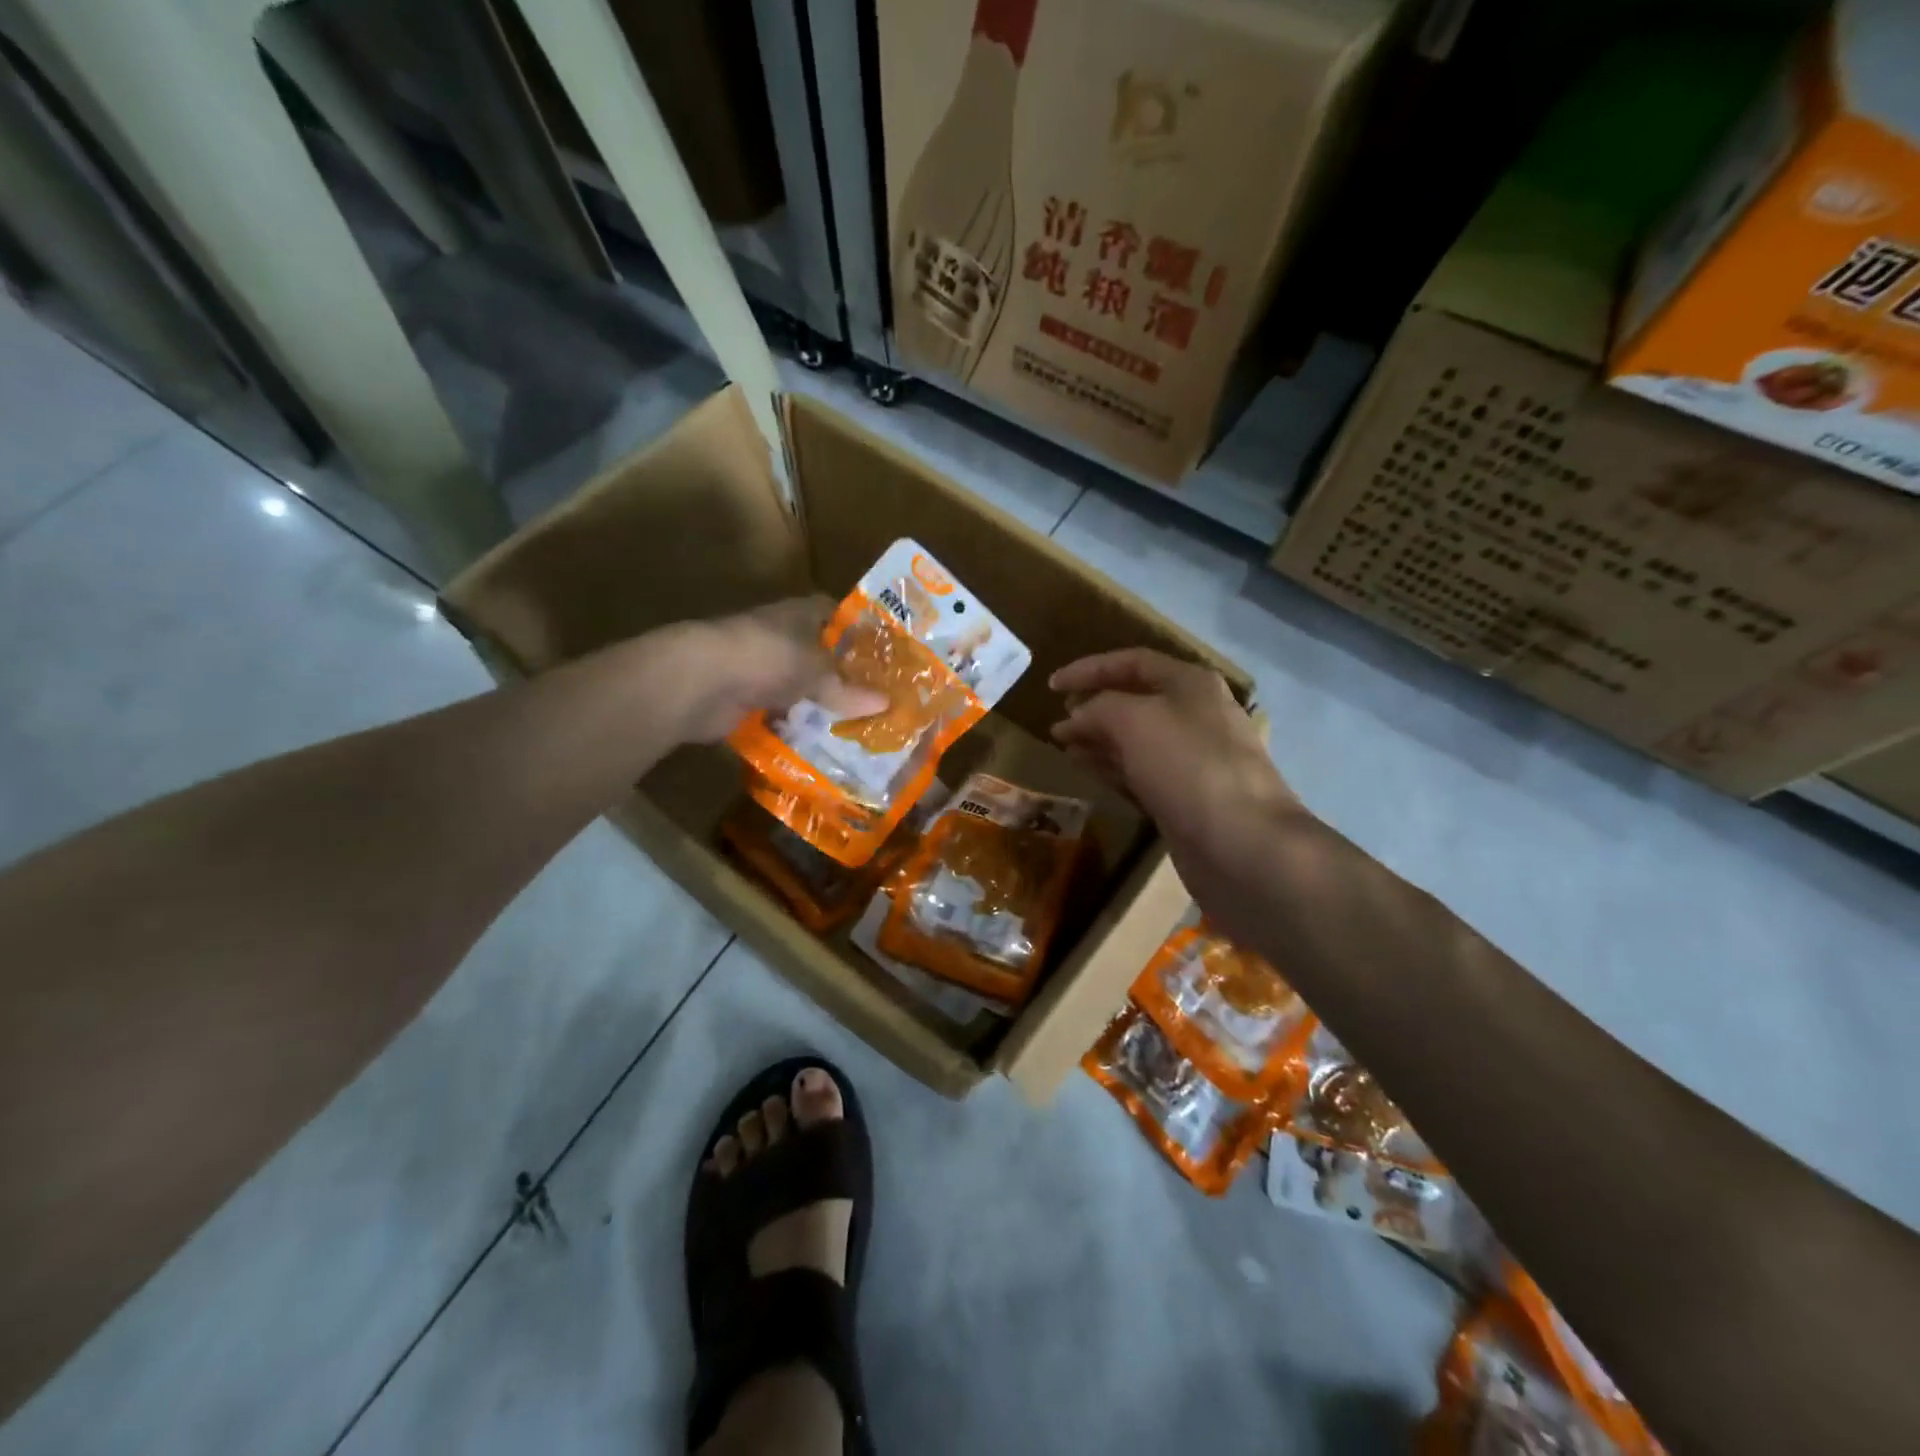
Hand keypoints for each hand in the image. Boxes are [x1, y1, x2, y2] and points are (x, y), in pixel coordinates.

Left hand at [667, 597, 887, 743]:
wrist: (699, 682)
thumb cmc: (765, 658)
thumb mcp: (815, 671)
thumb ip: (848, 688)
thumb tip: (886, 703)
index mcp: (798, 614)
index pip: (835, 614)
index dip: (859, 632)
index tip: (885, 656)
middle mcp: (780, 636)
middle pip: (818, 654)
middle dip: (843, 675)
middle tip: (879, 698)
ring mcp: (760, 668)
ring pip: (799, 685)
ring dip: (819, 703)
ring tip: (858, 725)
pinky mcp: (745, 698)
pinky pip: (780, 713)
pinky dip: (795, 726)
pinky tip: (822, 742)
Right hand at [1050, 648, 1305, 890]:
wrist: (1242, 844)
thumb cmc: (1189, 766)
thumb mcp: (1135, 720)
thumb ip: (1098, 708)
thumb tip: (1076, 718)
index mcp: (1190, 684)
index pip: (1132, 662)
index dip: (1089, 669)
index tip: (1051, 685)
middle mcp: (1193, 715)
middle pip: (1133, 700)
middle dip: (1092, 705)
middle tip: (1057, 718)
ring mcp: (1190, 759)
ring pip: (1133, 738)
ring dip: (1096, 737)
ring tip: (1062, 742)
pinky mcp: (1182, 797)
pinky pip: (1137, 771)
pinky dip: (1108, 765)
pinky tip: (1082, 767)